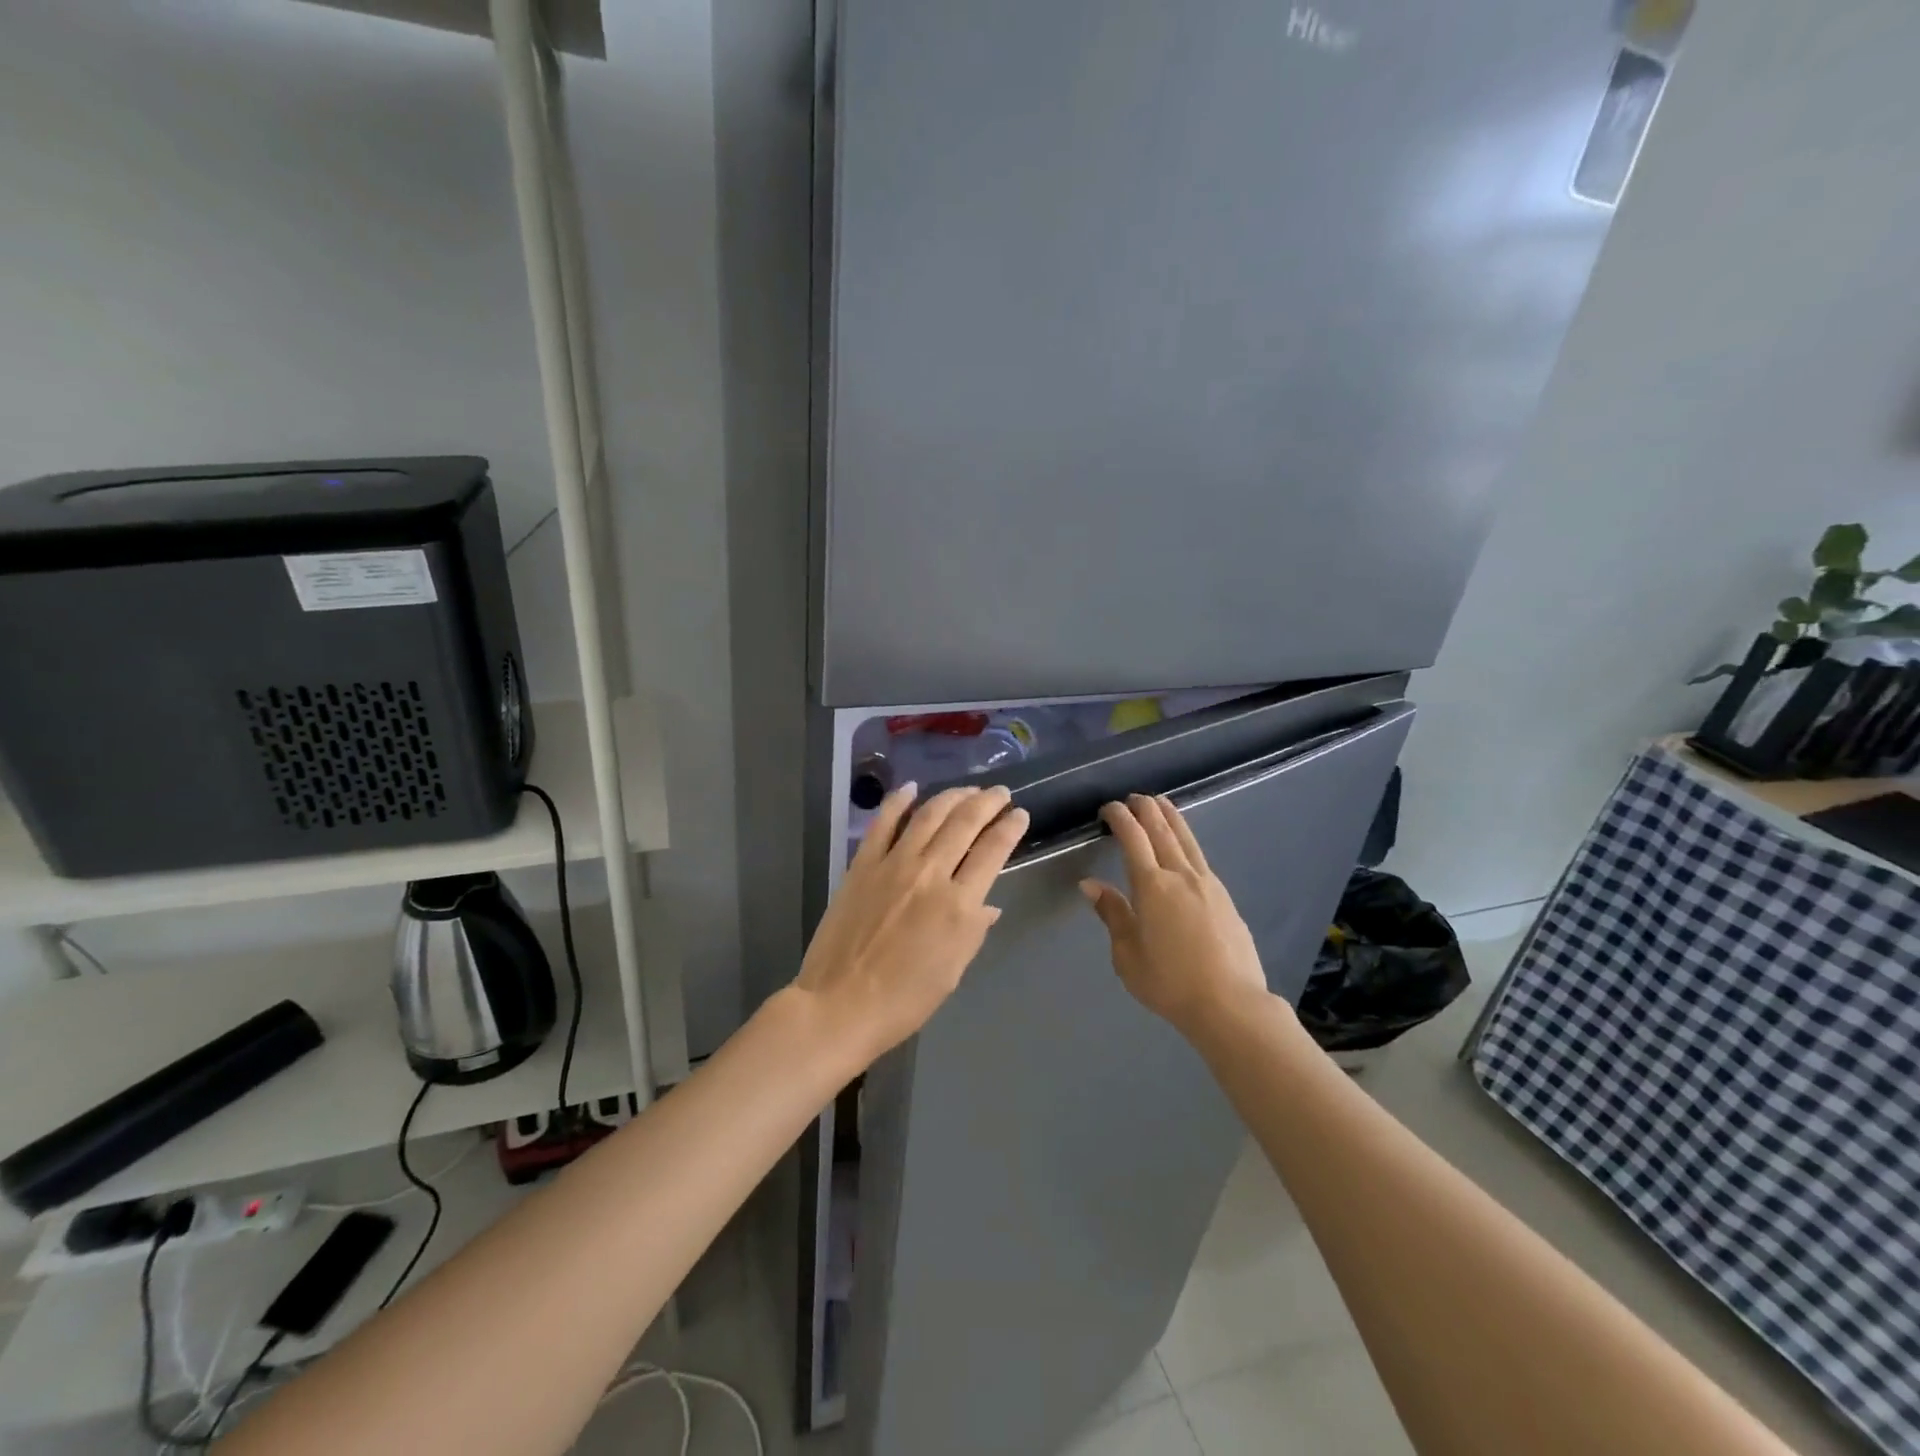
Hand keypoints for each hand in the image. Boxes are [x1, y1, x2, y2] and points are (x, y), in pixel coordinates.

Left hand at [794, 782, 1028, 1066]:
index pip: (993, 851)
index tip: (1019, 815)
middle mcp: (930, 874)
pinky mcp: (862, 864)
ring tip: (968, 790)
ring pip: (929, 814)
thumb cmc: (904, 1000)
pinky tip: (911, 788)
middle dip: (988, 802)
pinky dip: (898, 801)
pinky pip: (882, 823)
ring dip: (952, 796)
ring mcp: (893, 864)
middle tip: (1000, 793)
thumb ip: (973, 930)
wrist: (840, 1005)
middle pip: (965, 822)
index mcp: (959, 905)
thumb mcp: (953, 970)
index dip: (1010, 827)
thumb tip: (988, 904)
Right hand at [1080, 794, 1270, 1037]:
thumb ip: (1112, 914)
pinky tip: (1184, 844)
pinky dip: (1186, 839)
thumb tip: (1090, 884)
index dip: (1119, 817)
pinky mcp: (1224, 896)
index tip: (1107, 808)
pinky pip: (1200, 856)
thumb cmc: (1170, 983)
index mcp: (1152, 886)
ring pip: (1186, 838)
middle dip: (1145, 809)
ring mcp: (1206, 883)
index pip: (1132, 838)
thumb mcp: (1128, 955)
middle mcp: (1180, 875)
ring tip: (1160, 803)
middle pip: (1161, 829)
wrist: (1230, 1003)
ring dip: (1170, 816)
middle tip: (1133, 797)